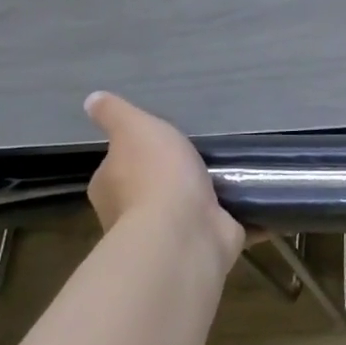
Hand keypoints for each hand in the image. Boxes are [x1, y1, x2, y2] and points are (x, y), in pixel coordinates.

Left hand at [82, 92, 244, 273]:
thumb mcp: (134, 128)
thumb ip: (115, 114)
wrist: (185, 229)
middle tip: (201, 158)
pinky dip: (233, 218)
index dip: (135, 155)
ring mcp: (169, 235)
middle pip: (150, 191)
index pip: (117, 168)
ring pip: (185, 211)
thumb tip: (91, 100)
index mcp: (110, 188)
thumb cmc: (155, 175)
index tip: (159, 145)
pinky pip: (219, 227)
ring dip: (204, 199)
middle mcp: (131, 216)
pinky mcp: (203, 244)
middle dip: (172, 180)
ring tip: (232, 174)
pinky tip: (253, 201)